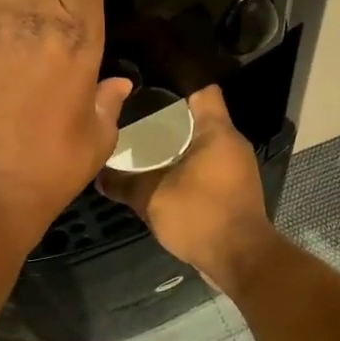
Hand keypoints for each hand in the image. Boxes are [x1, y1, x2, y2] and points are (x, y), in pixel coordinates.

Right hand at [99, 86, 275, 291]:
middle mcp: (232, 143)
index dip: (178, 82)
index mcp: (217, 132)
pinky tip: (164, 174)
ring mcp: (238, 167)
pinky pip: (210, 166)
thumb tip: (98, 176)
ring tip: (145, 144)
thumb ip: (124, 183)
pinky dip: (189, 166)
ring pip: (205, 144)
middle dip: (171, 117)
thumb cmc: (200, 214)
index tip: (151, 84)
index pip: (203, 89)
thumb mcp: (152, 197)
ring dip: (180, 145)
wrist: (241, 258)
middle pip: (202, 117)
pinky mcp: (237, 189)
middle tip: (137, 115)